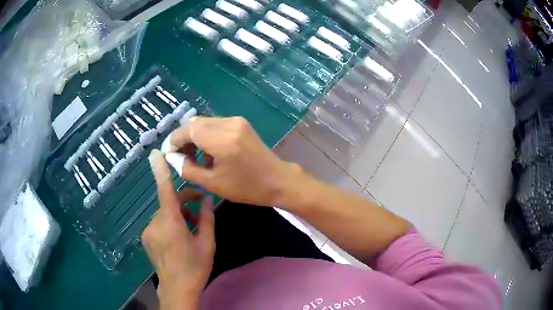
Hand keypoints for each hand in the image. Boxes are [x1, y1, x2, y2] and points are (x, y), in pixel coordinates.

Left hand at [142, 150, 214, 309]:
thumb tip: (208, 199)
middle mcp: (155, 224)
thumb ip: (207, 218)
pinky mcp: (147, 238)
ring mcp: (148, 231)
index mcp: (171, 223)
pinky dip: (170, 222)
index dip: (159, 171)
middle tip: (201, 206)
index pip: (164, 191)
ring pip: (164, 213)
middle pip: (168, 203)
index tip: (155, 154)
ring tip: (192, 225)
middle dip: (184, 201)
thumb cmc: (195, 267)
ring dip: (177, 214)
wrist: (177, 289)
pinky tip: (180, 235)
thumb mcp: (207, 243)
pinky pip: (159, 223)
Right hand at [165, 116, 299, 206]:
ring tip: (192, 156)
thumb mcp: (212, 183)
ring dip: (194, 136)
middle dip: (183, 138)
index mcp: (221, 139)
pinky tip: (207, 151)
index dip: (174, 140)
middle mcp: (228, 123)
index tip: (168, 154)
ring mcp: (236, 120)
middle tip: (179, 156)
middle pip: (194, 123)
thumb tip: (172, 157)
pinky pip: (215, 124)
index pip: (187, 130)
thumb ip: (187, 169)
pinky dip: (206, 134)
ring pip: (204, 122)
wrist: (277, 180)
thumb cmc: (246, 187)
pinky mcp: (241, 123)